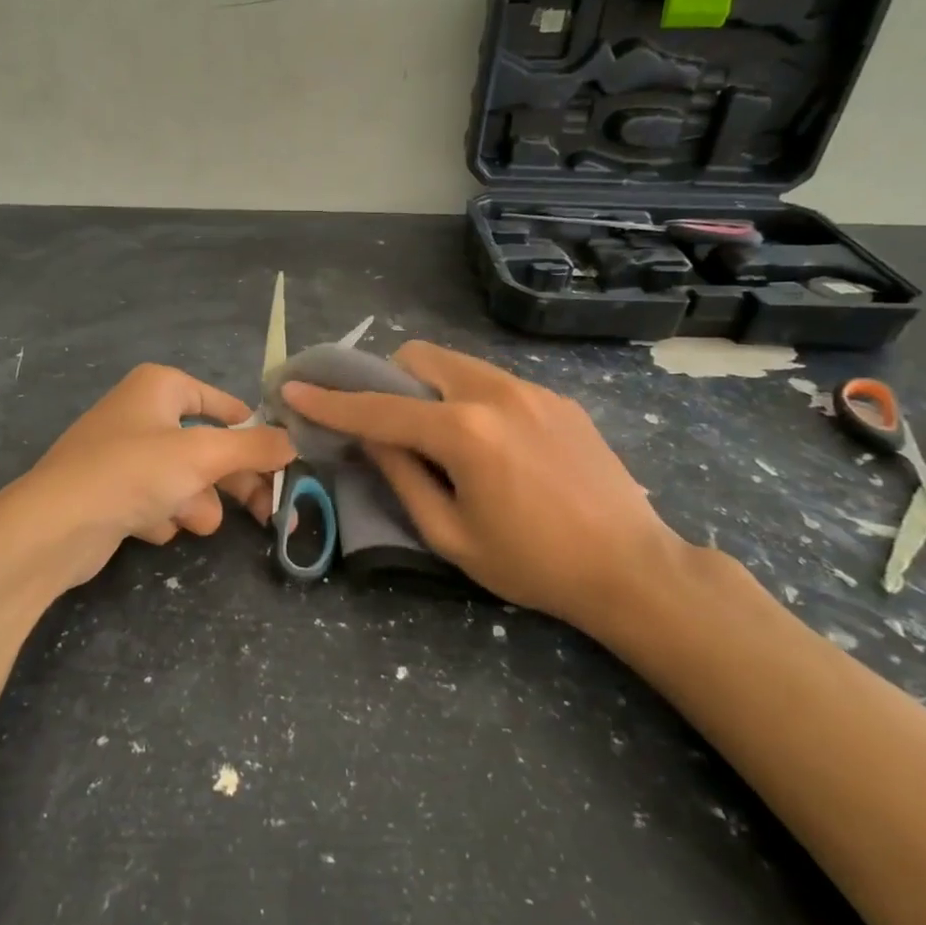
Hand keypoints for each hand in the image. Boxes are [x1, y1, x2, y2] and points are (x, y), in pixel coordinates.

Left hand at [5, 364, 296, 590]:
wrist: (54, 527)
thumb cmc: (132, 472)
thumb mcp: (203, 454)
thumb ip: (255, 447)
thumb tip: (294, 441)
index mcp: (160, 387)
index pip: (223, 404)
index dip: (253, 432)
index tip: (283, 462)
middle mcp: (142, 413)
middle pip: (208, 447)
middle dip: (231, 481)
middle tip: (268, 512)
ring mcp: (124, 455)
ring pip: (184, 480)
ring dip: (191, 503)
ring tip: (179, 517)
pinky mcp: (112, 493)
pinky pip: (155, 501)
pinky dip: (158, 516)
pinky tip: (141, 524)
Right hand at [280, 342, 691, 639]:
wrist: (632, 568)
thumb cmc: (532, 564)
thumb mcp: (450, 534)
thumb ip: (402, 476)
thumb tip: (370, 437)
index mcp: (464, 431)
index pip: (379, 407)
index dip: (330, 400)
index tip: (294, 387)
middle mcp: (495, 392)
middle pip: (418, 356)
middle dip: (386, 379)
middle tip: (383, 420)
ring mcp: (531, 389)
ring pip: (456, 363)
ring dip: (427, 385)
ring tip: (434, 433)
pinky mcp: (556, 397)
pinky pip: (491, 380)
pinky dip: (465, 396)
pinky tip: (484, 442)